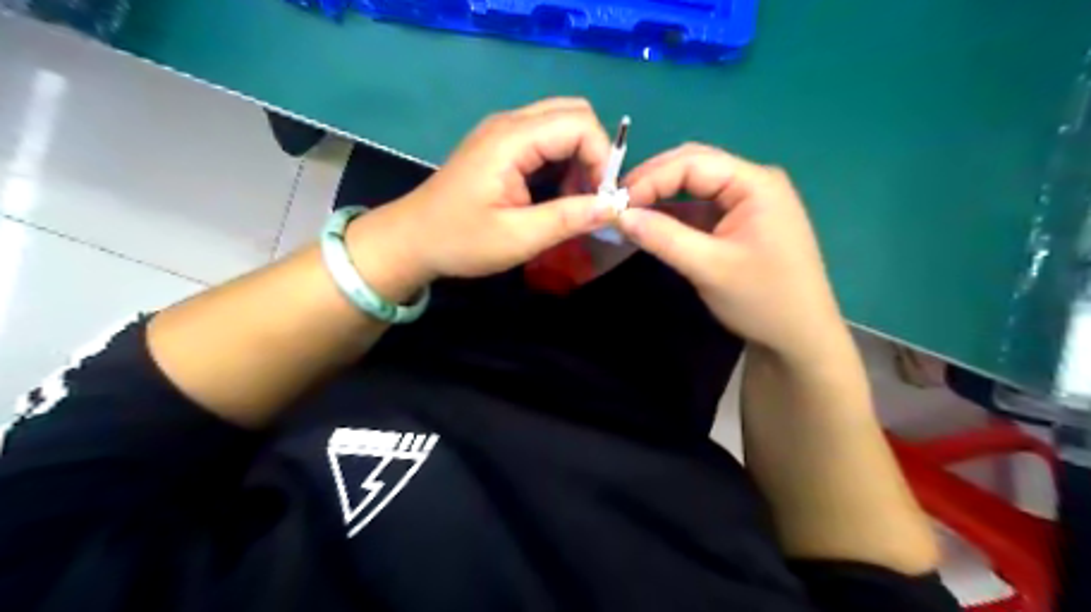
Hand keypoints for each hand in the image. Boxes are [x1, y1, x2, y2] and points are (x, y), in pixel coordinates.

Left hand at [349, 96, 620, 301]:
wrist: (410, 240)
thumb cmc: (460, 241)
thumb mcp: (518, 237)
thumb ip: (568, 218)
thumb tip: (614, 206)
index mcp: (511, 140)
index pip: (579, 124)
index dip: (601, 158)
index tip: (602, 200)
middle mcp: (508, 123)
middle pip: (573, 114)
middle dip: (593, 154)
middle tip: (591, 198)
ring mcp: (502, 131)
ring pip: (561, 124)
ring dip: (579, 159)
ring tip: (575, 201)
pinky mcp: (500, 145)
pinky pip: (545, 139)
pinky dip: (562, 162)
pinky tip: (556, 194)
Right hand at [623, 144, 841, 361]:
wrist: (799, 337)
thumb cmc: (762, 299)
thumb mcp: (709, 268)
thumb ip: (663, 237)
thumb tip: (619, 215)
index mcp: (756, 183)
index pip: (693, 163)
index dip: (651, 178)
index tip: (617, 203)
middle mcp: (753, 183)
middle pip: (694, 166)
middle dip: (654, 181)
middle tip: (618, 203)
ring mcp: (748, 202)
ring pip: (695, 187)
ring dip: (661, 197)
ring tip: (628, 213)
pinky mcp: (739, 222)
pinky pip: (700, 208)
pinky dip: (674, 215)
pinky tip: (652, 225)